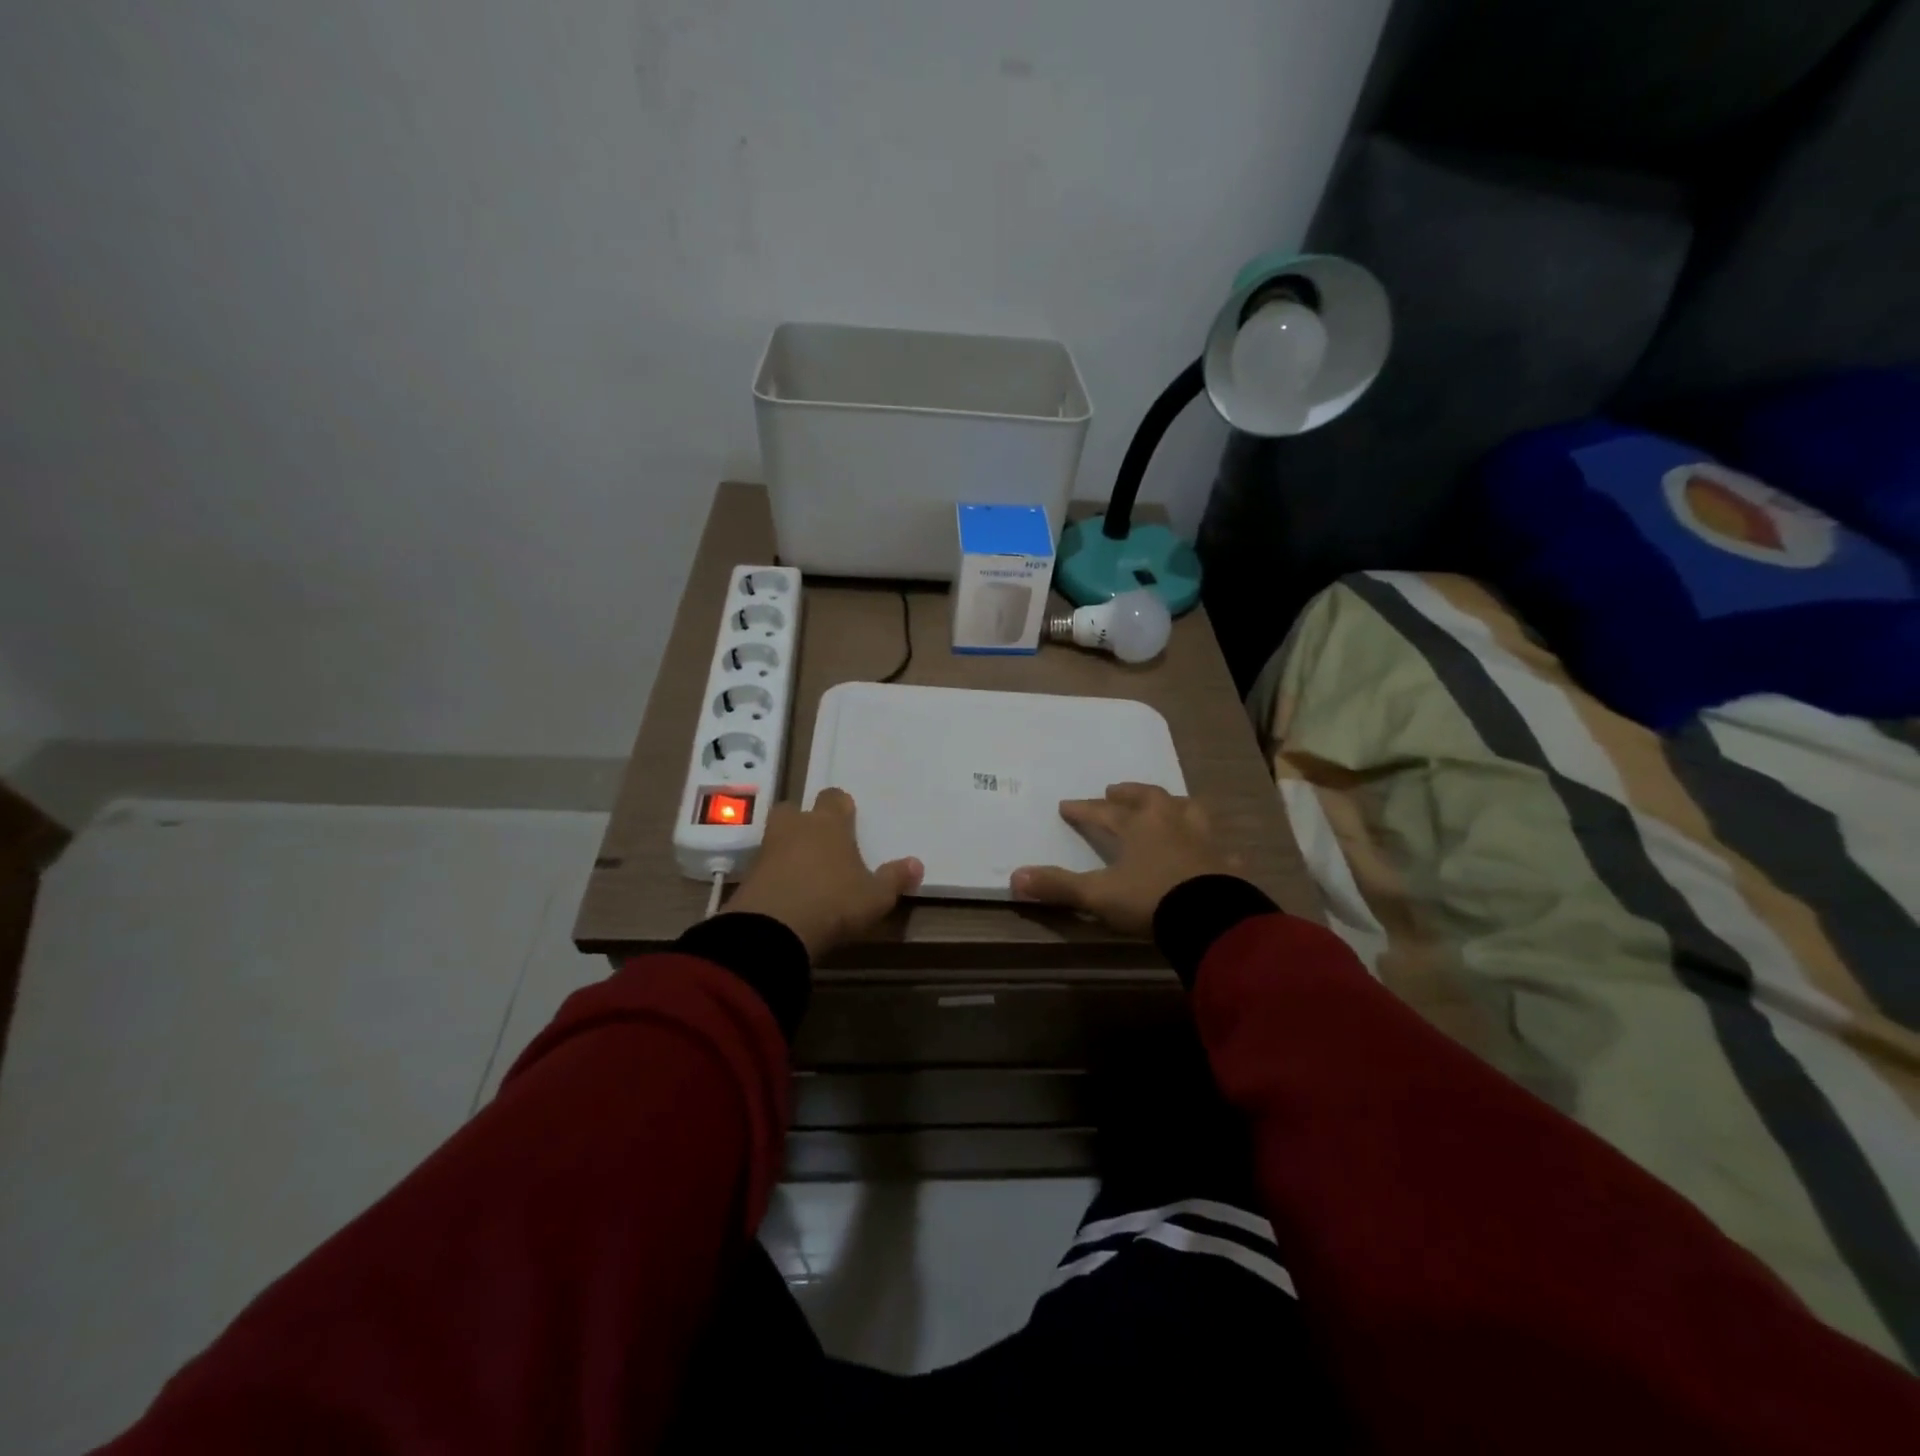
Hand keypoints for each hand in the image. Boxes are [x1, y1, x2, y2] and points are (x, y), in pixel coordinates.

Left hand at [726, 788, 922, 959]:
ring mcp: (767, 849)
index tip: (848, 820)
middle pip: (795, 809)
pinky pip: (764, 865)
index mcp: (828, 823)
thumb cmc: (833, 903)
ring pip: (777, 836)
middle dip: (804, 821)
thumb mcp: (874, 897)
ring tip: (803, 870)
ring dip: (787, 848)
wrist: (772, 930)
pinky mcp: (747, 876)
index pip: (834, 798)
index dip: (840, 807)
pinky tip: (786, 892)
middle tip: (819, 841)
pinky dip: (773, 874)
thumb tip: (916, 863)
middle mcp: (796, 827)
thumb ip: (894, 879)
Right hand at [1010, 782, 1235, 936]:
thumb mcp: (1098, 895)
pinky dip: (1211, 847)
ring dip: (1174, 805)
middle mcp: (1171, 823)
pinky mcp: (1226, 863)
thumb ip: (1058, 886)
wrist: (1210, 918)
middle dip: (1129, 794)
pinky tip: (1211, 851)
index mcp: (1138, 826)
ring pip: (1188, 810)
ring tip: (1166, 805)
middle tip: (1116, 790)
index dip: (1084, 809)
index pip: (1104, 812)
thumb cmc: (1150, 900)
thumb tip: (1015, 877)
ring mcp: (1202, 840)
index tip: (1066, 805)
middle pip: (1149, 798)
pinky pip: (1219, 848)